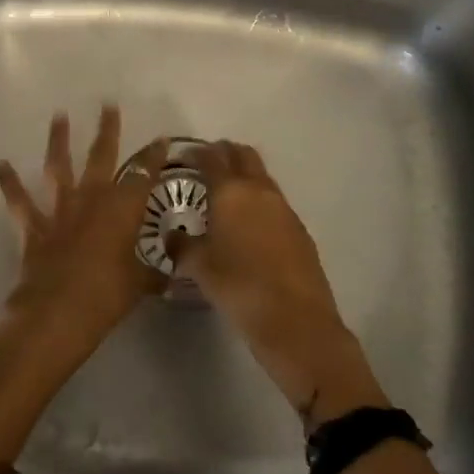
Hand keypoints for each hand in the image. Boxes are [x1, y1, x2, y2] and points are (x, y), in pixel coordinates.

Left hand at [0, 107, 168, 375]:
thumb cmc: (106, 296)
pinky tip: (1, 164)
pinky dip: (9, 182)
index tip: (162, 139)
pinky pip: (19, 201)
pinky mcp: (34, 227)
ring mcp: (60, 210)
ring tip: (58, 115)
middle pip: (101, 156)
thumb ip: (153, 272)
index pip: (143, 174)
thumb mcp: (139, 284)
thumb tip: (170, 273)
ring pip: (59, 167)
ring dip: (58, 140)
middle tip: (108, 105)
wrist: (56, 313)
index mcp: (122, 209)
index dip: (153, 157)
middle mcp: (91, 199)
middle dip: (107, 130)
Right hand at [172, 141, 386, 426]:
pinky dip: (259, 201)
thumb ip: (182, 246)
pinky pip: (274, 203)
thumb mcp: (199, 268)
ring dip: (244, 176)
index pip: (211, 157)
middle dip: (225, 153)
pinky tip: (249, 225)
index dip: (196, 152)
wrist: (296, 321)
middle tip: (207, 164)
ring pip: (262, 177)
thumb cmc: (239, 287)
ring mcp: (284, 208)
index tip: (184, 156)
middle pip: (243, 155)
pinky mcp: (299, 229)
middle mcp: (258, 190)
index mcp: (230, 191)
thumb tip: (174, 236)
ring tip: (226, 195)